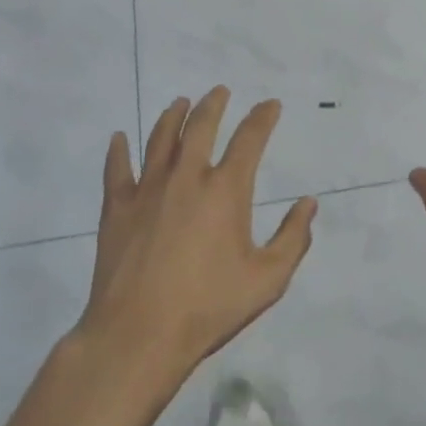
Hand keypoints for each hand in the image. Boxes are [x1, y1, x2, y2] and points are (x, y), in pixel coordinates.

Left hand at [79, 87, 316, 378]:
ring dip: (172, 117)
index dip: (263, 118)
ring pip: (160, 139)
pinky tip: (118, 139)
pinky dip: (118, 151)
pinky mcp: (117, 208)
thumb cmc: (209, 307)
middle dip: (213, 104)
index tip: (270, 105)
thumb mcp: (267, 280)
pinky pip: (117, 170)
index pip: (249, 139)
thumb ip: (292, 239)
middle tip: (220, 91)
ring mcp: (148, 189)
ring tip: (180, 103)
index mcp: (225, 190)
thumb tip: (309, 204)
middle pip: (200, 126)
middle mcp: (187, 177)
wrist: (139, 334)